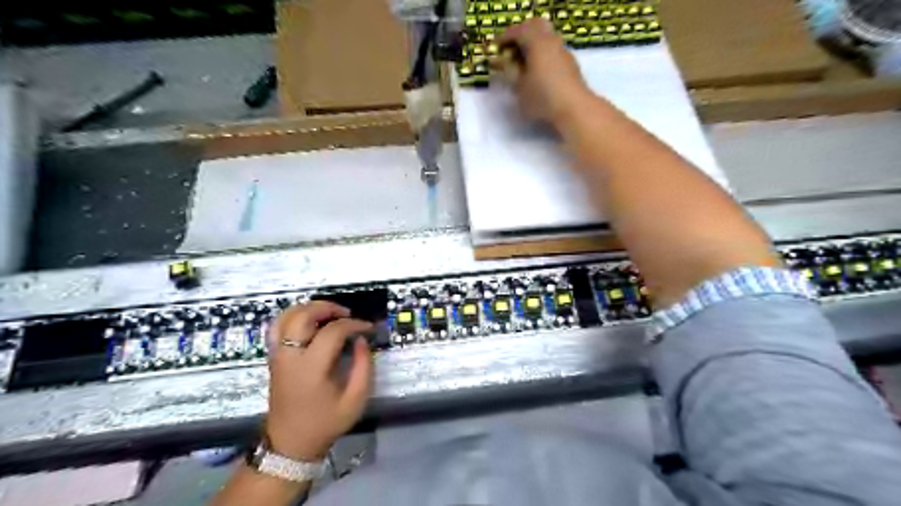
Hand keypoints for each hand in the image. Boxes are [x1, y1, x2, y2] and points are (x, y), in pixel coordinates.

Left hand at [266, 300, 373, 461]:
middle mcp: (290, 357)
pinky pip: (278, 327)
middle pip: (303, 316)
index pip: (333, 332)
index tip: (368, 328)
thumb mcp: (355, 400)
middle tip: (347, 314)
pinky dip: (293, 316)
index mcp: (311, 368)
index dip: (354, 324)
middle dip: (328, 308)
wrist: (290, 444)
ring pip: (287, 317)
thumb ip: (364, 367)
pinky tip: (309, 320)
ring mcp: (278, 356)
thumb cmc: (325, 423)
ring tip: (329, 313)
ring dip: (309, 308)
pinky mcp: (274, 357)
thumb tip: (361, 340)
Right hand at [496, 18, 595, 125]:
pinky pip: (552, 51)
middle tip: (510, 50)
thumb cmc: (542, 97)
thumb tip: (500, 62)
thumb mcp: (519, 87)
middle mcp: (551, 41)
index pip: (518, 31)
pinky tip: (536, 72)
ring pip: (545, 39)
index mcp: (537, 42)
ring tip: (522, 64)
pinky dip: (541, 55)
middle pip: (535, 27)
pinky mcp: (570, 64)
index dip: (504, 38)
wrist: (574, 108)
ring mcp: (563, 51)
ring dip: (532, 46)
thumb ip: (508, 72)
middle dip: (521, 36)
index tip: (495, 47)